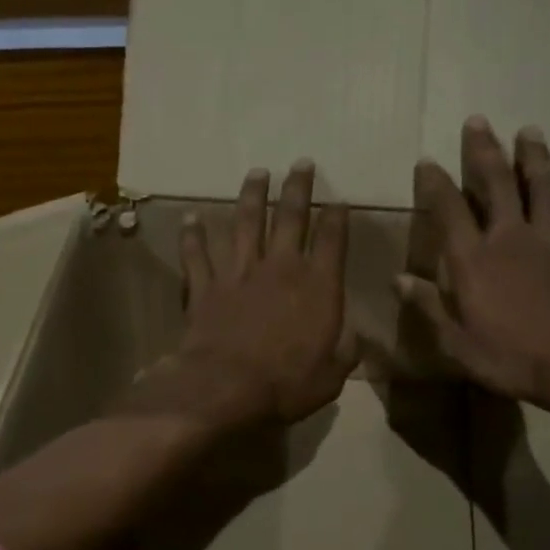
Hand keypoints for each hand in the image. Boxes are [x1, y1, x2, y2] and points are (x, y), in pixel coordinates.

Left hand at [134, 161, 355, 431]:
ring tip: (257, 172)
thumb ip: (346, 352)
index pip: (332, 240)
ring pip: (245, 224)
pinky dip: (193, 235)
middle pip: (290, 217)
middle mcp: (280, 268)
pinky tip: (191, 217)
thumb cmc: (287, 384)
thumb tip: (358, 339)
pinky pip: (197, 254)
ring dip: (251, 196)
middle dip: (297, 188)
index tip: (339, 200)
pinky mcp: (206, 286)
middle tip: (300, 163)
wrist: (226, 387)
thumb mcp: (332, 376)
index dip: (337, 217)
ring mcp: (239, 273)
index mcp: (317, 286)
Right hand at [398, 118, 549, 430]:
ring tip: (530, 132)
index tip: (427, 161)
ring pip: (545, 191)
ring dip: (536, 160)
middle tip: (479, 121)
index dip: (436, 184)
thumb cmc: (510, 359)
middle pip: (498, 185)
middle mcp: (511, 240)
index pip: (449, 211)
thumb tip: (398, 279)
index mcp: (474, 261)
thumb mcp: (456, 342)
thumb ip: (428, 306)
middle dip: (485, 151)